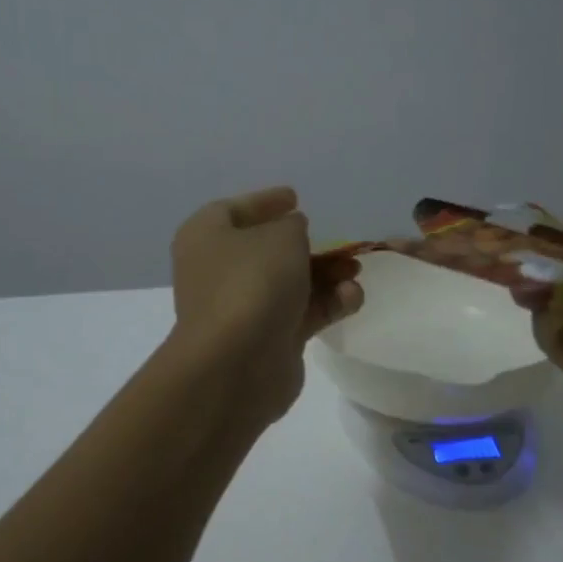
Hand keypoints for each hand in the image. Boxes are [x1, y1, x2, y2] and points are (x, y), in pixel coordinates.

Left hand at [169, 186, 363, 425]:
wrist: (237, 364)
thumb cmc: (252, 284)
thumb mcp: (281, 236)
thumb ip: (292, 226)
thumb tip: (292, 231)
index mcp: (206, 238)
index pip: (234, 210)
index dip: (265, 202)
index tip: (295, 198)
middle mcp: (219, 271)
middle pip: (267, 250)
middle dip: (308, 246)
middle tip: (339, 242)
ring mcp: (243, 308)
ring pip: (289, 284)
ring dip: (326, 275)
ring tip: (356, 271)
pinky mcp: (268, 340)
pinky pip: (301, 313)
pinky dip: (327, 304)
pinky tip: (352, 298)